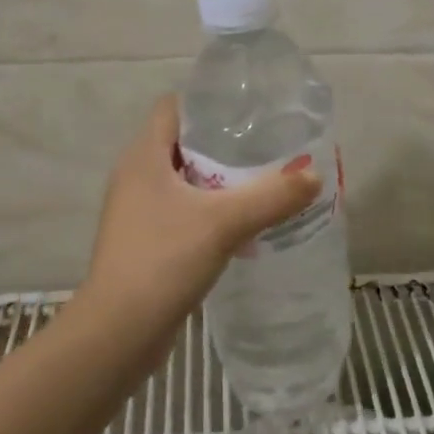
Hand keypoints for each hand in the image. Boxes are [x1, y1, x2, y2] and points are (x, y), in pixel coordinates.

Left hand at [82, 95, 319, 325]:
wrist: (119, 332)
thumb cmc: (164, 260)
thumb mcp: (225, 222)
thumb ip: (272, 196)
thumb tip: (314, 175)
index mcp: (144, 156)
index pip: (173, 107)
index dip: (208, 101)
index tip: (247, 109)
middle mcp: (136, 176)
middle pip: (182, 142)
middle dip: (223, 142)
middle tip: (266, 145)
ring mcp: (138, 211)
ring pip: (184, 180)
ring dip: (219, 180)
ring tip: (263, 181)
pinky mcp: (145, 241)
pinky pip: (182, 211)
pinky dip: (210, 211)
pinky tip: (242, 225)